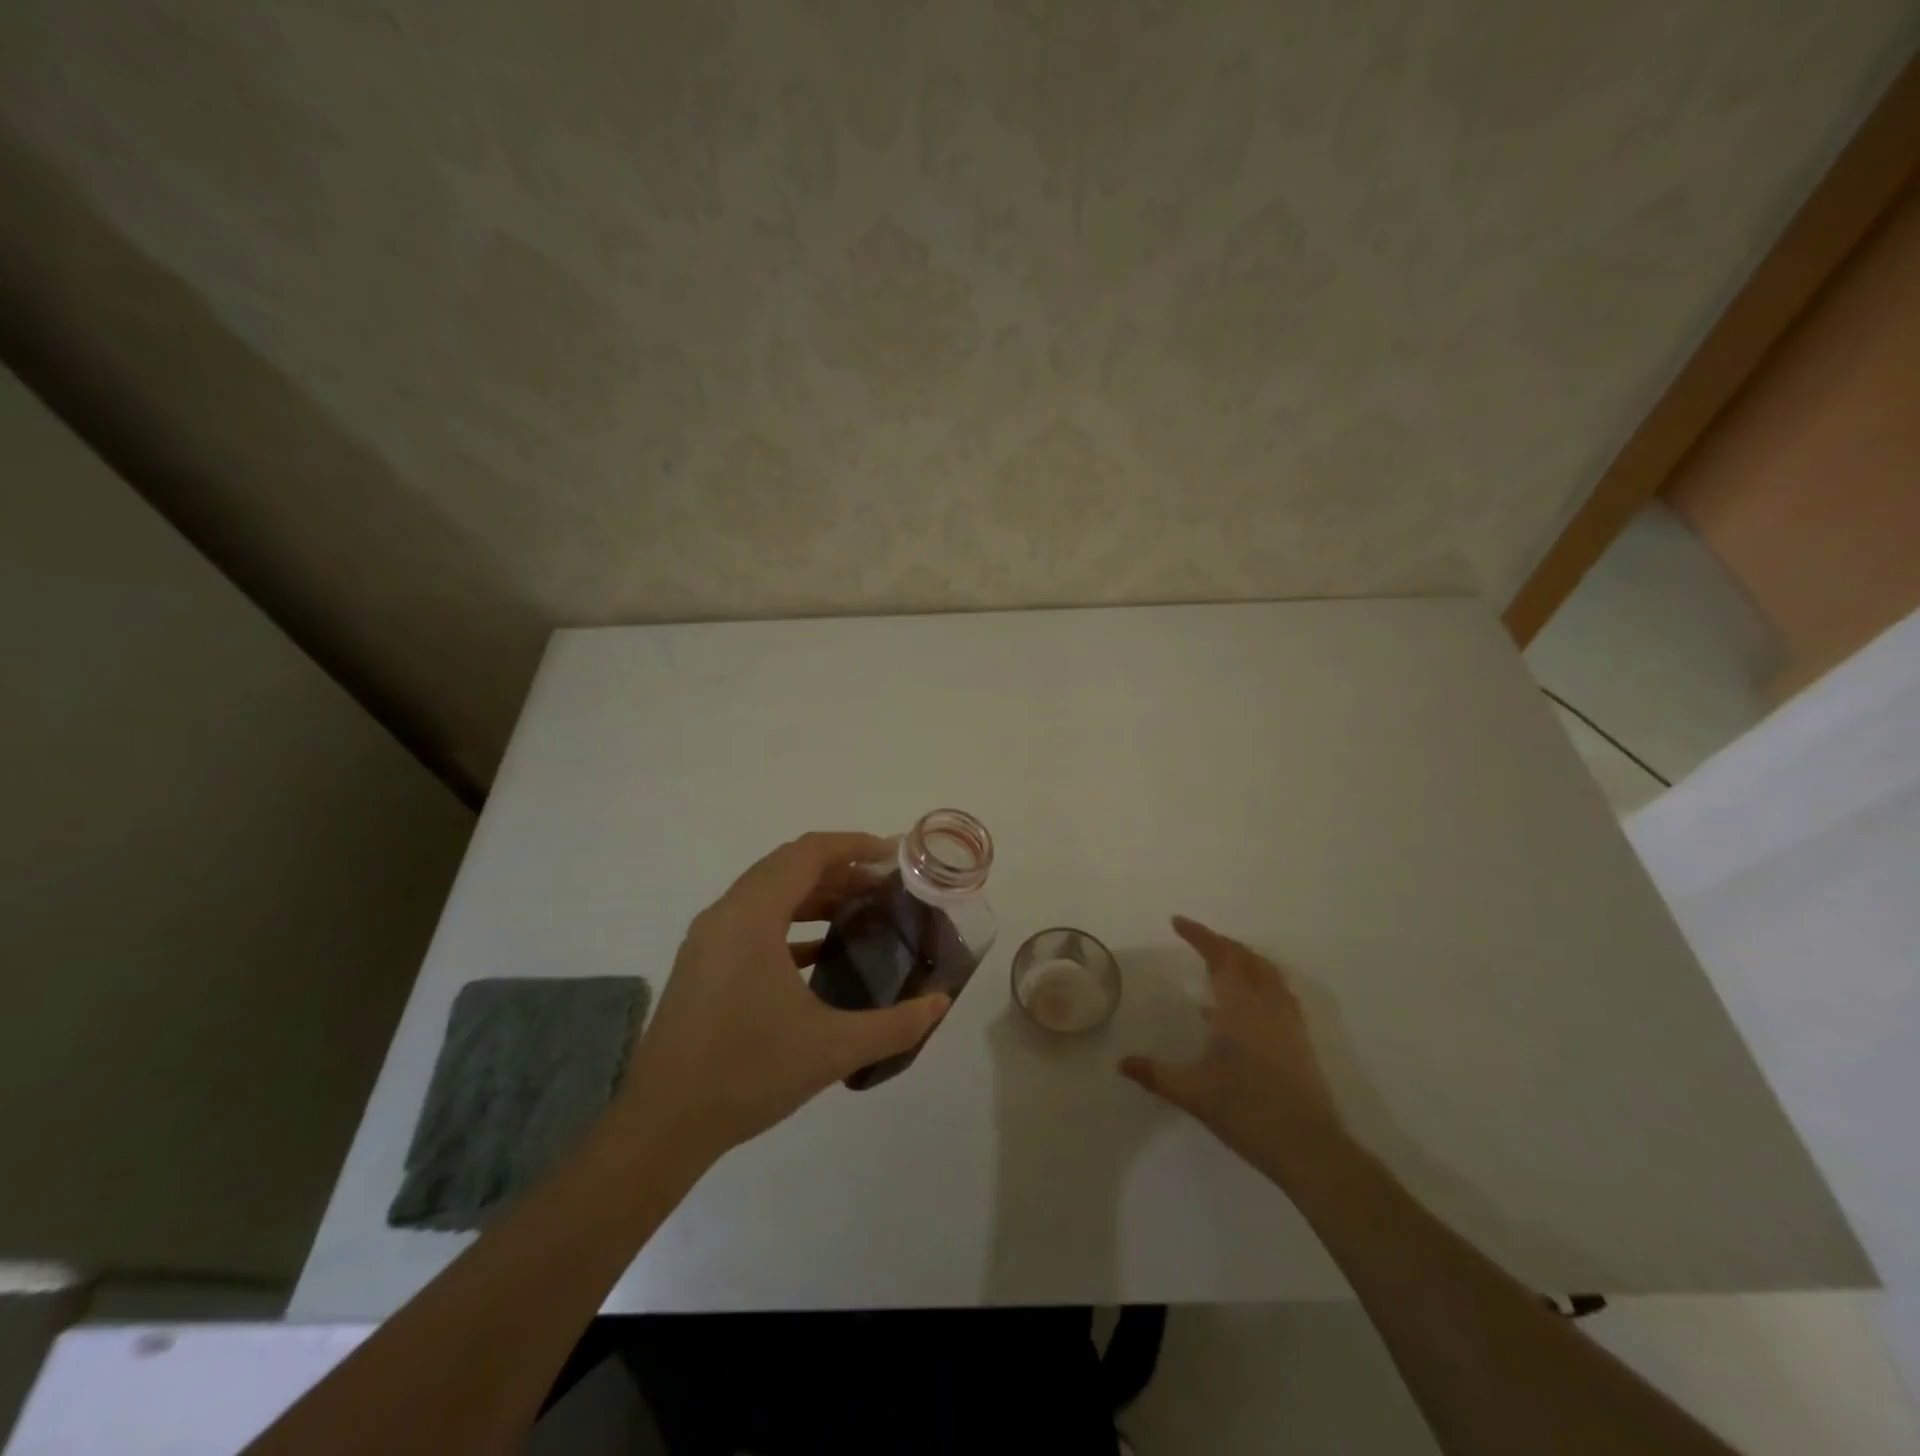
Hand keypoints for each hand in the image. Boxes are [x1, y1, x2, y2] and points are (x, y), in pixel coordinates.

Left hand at [615, 832, 950, 1162]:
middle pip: (787, 866)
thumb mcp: (833, 1049)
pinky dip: (790, 921)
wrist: (662, 1126)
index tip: (893, 854)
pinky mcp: (702, 963)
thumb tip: (941, 1002)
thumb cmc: (748, 1073)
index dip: (854, 845)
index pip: (807, 854)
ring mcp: (708, 939)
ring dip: (814, 893)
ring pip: (768, 892)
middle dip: (839, 868)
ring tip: (860, 910)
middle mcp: (726, 914)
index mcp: (752, 917)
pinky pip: (752, 920)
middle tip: (884, 884)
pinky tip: (820, 952)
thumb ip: (895, 1025)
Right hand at [1120, 916, 1347, 1181]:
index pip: (1219, 956)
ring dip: (1243, 958)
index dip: (1199, 935)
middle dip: (1220, 943)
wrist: (1309, 1148)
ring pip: (1266, 972)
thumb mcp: (1193, 1093)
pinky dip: (1259, 980)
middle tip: (1196, 939)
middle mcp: (1266, 1004)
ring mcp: (1288, 1020)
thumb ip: (1155, 1074)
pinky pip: (1278, 991)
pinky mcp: (1300, 1038)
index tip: (1177, 922)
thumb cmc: (1247, 1112)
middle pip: (1245, 957)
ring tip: (1220, 963)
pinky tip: (1244, 1006)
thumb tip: (1121, 1063)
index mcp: (1239, 1007)